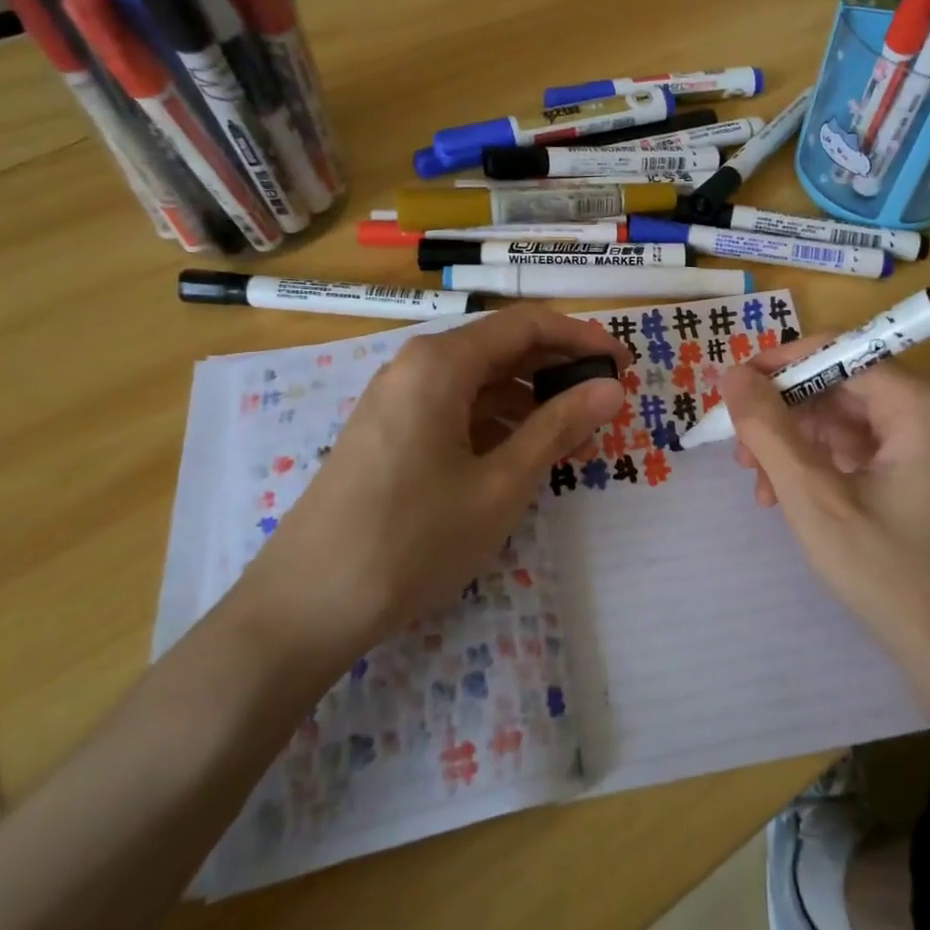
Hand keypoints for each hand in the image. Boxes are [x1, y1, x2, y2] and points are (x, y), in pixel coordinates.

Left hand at [242, 307, 625, 665]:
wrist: (306, 604)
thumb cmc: (414, 538)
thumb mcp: (501, 484)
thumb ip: (558, 427)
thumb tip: (611, 388)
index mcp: (442, 363)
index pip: (527, 325)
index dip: (582, 339)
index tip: (624, 365)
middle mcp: (415, 366)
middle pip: (500, 347)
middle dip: (557, 367)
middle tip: (605, 399)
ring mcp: (395, 400)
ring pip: (477, 380)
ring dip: (528, 397)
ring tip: (570, 433)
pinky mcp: (386, 432)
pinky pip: (453, 407)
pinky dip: (494, 420)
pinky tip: (517, 454)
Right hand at [720, 344, 929, 681]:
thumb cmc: (888, 572)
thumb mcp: (814, 497)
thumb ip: (769, 430)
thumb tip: (733, 375)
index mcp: (917, 406)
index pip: (839, 352)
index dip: (781, 364)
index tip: (733, 387)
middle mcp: (923, 414)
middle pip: (836, 386)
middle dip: (782, 415)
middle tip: (739, 450)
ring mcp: (919, 446)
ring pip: (837, 421)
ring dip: (791, 445)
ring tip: (757, 486)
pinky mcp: (909, 476)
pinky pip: (850, 451)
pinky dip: (813, 467)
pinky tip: (782, 498)